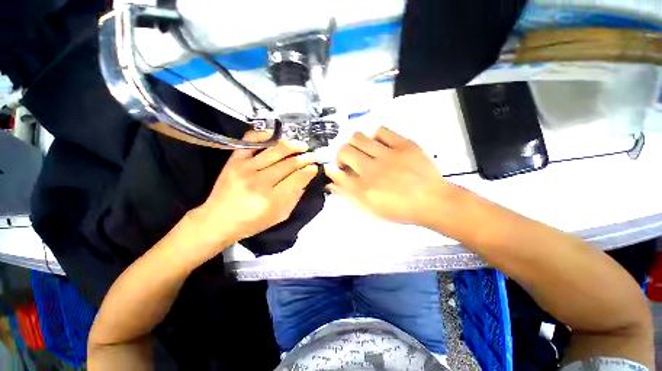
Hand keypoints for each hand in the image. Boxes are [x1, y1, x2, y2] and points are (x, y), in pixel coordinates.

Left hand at [190, 131, 317, 251]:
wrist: (218, 220)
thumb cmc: (252, 222)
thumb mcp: (280, 216)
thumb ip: (295, 197)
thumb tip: (305, 177)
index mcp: (273, 200)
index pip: (298, 178)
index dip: (310, 170)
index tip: (315, 167)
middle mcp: (260, 182)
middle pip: (290, 163)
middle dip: (305, 157)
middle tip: (312, 155)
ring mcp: (245, 168)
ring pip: (275, 150)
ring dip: (292, 145)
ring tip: (301, 145)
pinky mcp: (234, 160)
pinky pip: (251, 141)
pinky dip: (265, 135)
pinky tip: (276, 137)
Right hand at [324, 127, 457, 226]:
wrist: (433, 201)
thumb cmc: (400, 209)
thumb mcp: (371, 208)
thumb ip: (349, 194)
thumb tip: (331, 183)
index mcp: (364, 189)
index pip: (337, 173)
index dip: (332, 169)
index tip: (334, 169)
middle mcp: (372, 170)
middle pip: (344, 151)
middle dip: (341, 155)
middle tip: (349, 161)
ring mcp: (388, 155)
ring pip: (358, 137)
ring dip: (354, 144)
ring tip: (363, 151)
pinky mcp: (404, 145)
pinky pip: (381, 131)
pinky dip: (375, 137)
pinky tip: (380, 145)